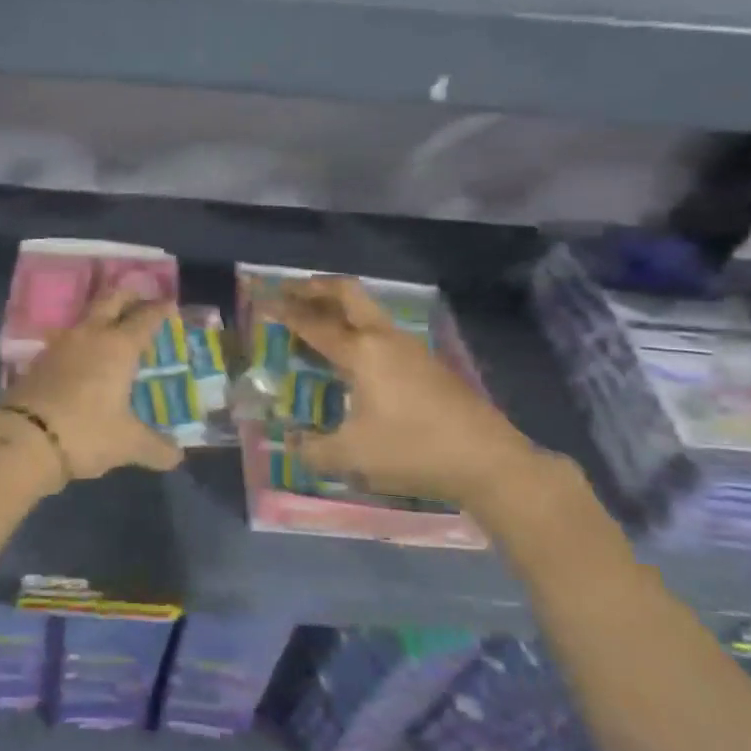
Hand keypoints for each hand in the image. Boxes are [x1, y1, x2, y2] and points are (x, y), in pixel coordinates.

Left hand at [0, 288, 183, 482]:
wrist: (23, 440)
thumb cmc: (85, 433)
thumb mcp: (127, 444)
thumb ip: (155, 447)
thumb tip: (177, 456)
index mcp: (118, 347)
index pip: (144, 319)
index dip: (159, 310)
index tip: (170, 303)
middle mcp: (90, 336)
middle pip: (111, 301)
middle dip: (128, 296)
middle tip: (141, 298)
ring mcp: (60, 345)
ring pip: (85, 318)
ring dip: (101, 317)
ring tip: (113, 329)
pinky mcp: (38, 361)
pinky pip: (67, 341)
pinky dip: (82, 342)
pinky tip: (84, 358)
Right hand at [264, 276, 544, 510]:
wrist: (490, 462)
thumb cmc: (413, 451)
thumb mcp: (352, 457)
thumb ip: (313, 450)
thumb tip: (292, 445)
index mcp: (362, 352)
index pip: (313, 323)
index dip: (283, 311)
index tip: (261, 300)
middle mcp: (385, 339)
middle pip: (347, 293)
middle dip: (315, 288)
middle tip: (290, 291)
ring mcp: (412, 348)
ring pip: (368, 310)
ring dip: (338, 307)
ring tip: (316, 320)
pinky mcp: (429, 364)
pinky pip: (382, 331)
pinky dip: (358, 329)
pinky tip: (353, 356)